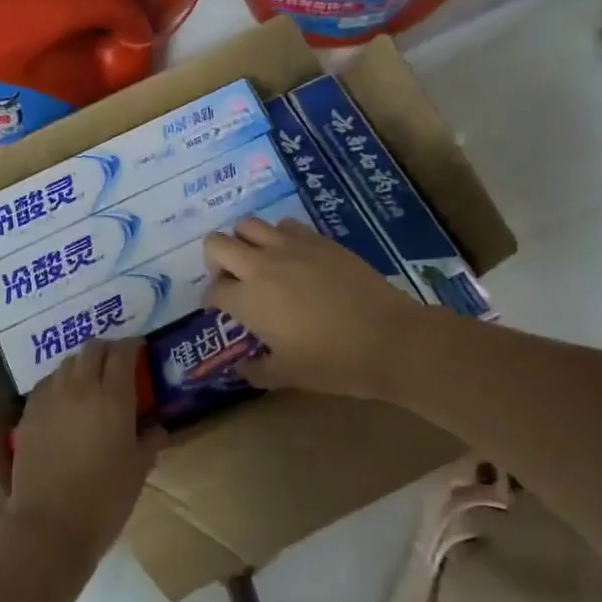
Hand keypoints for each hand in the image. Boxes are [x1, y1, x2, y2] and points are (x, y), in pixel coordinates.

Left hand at [8, 339, 156, 573]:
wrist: (50, 526)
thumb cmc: (104, 500)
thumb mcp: (138, 471)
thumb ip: (149, 442)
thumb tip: (158, 428)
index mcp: (114, 398)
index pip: (122, 353)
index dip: (132, 345)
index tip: (140, 349)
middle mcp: (81, 388)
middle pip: (92, 349)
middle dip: (107, 348)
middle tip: (117, 361)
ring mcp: (50, 399)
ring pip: (67, 363)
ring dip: (82, 364)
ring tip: (90, 379)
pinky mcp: (28, 414)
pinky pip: (46, 384)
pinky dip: (59, 382)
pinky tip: (64, 399)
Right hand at [203, 218, 421, 400]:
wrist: (389, 339)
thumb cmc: (333, 363)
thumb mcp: (287, 376)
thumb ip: (256, 371)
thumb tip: (241, 367)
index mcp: (248, 300)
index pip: (213, 290)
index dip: (212, 301)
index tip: (221, 310)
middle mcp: (261, 266)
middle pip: (217, 244)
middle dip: (216, 261)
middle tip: (232, 281)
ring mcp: (291, 247)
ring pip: (248, 225)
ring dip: (245, 242)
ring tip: (260, 263)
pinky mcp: (318, 239)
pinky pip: (285, 226)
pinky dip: (279, 237)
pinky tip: (293, 257)